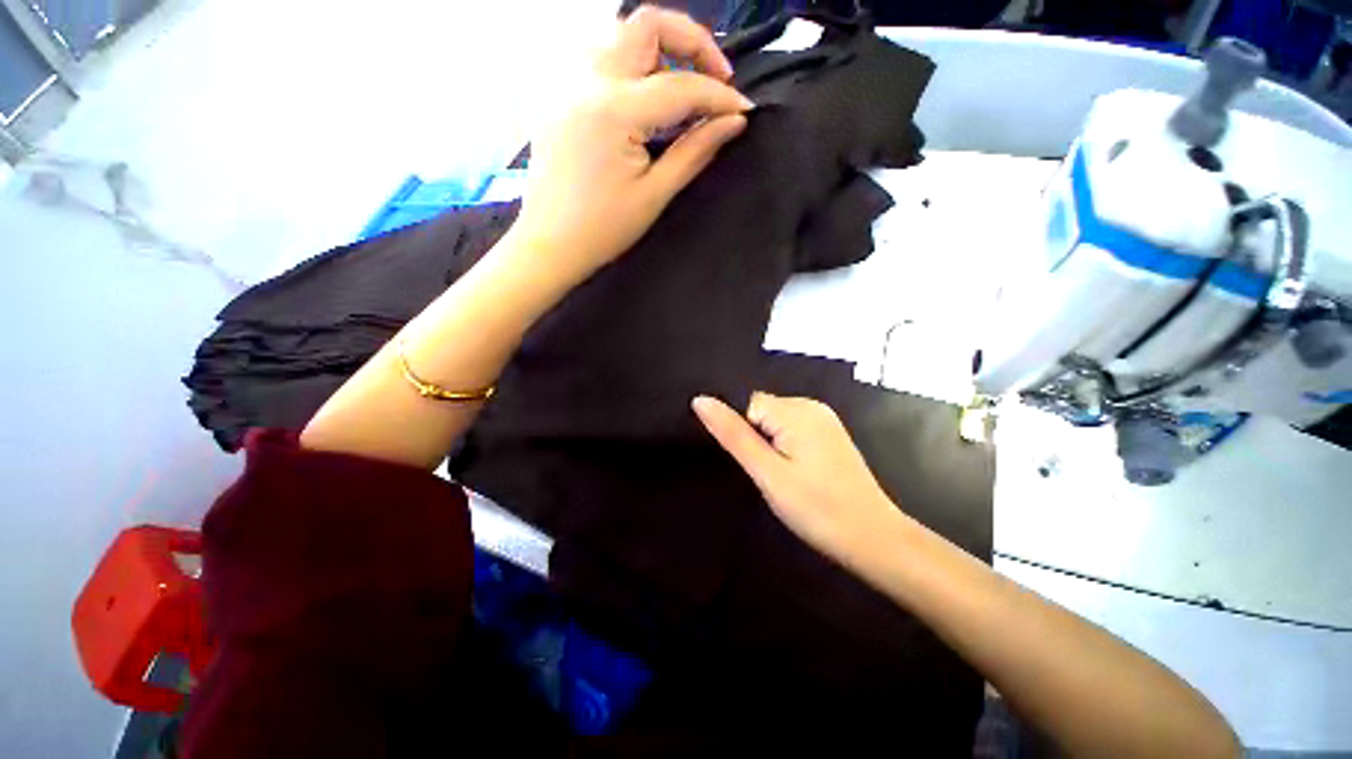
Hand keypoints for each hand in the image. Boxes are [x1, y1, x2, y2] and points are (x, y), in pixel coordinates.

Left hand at [510, 6, 753, 286]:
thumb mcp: (655, 194)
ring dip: (658, 50)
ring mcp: (568, 83)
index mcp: (615, 110)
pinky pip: (599, 57)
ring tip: (680, 88)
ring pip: (620, 35)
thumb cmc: (603, 229)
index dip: (719, 97)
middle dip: (691, 42)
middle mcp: (588, 80)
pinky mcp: (559, 95)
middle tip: (715, 79)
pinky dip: (630, 65)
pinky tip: (641, 98)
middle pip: (647, 24)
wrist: (550, 243)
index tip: (743, 110)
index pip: (682, 86)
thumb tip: (732, 122)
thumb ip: (695, 151)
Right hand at [692, 393, 908, 563]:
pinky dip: (783, 447)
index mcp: (795, 410)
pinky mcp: (828, 434)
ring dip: (768, 444)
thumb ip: (733, 435)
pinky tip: (795, 472)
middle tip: (766, 474)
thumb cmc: (817, 508)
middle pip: (761, 410)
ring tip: (779, 476)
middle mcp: (810, 405)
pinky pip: (791, 429)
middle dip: (754, 438)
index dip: (740, 432)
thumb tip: (700, 400)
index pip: (746, 404)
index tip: (749, 462)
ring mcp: (823, 419)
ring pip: (774, 421)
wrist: (874, 539)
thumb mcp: (767, 473)